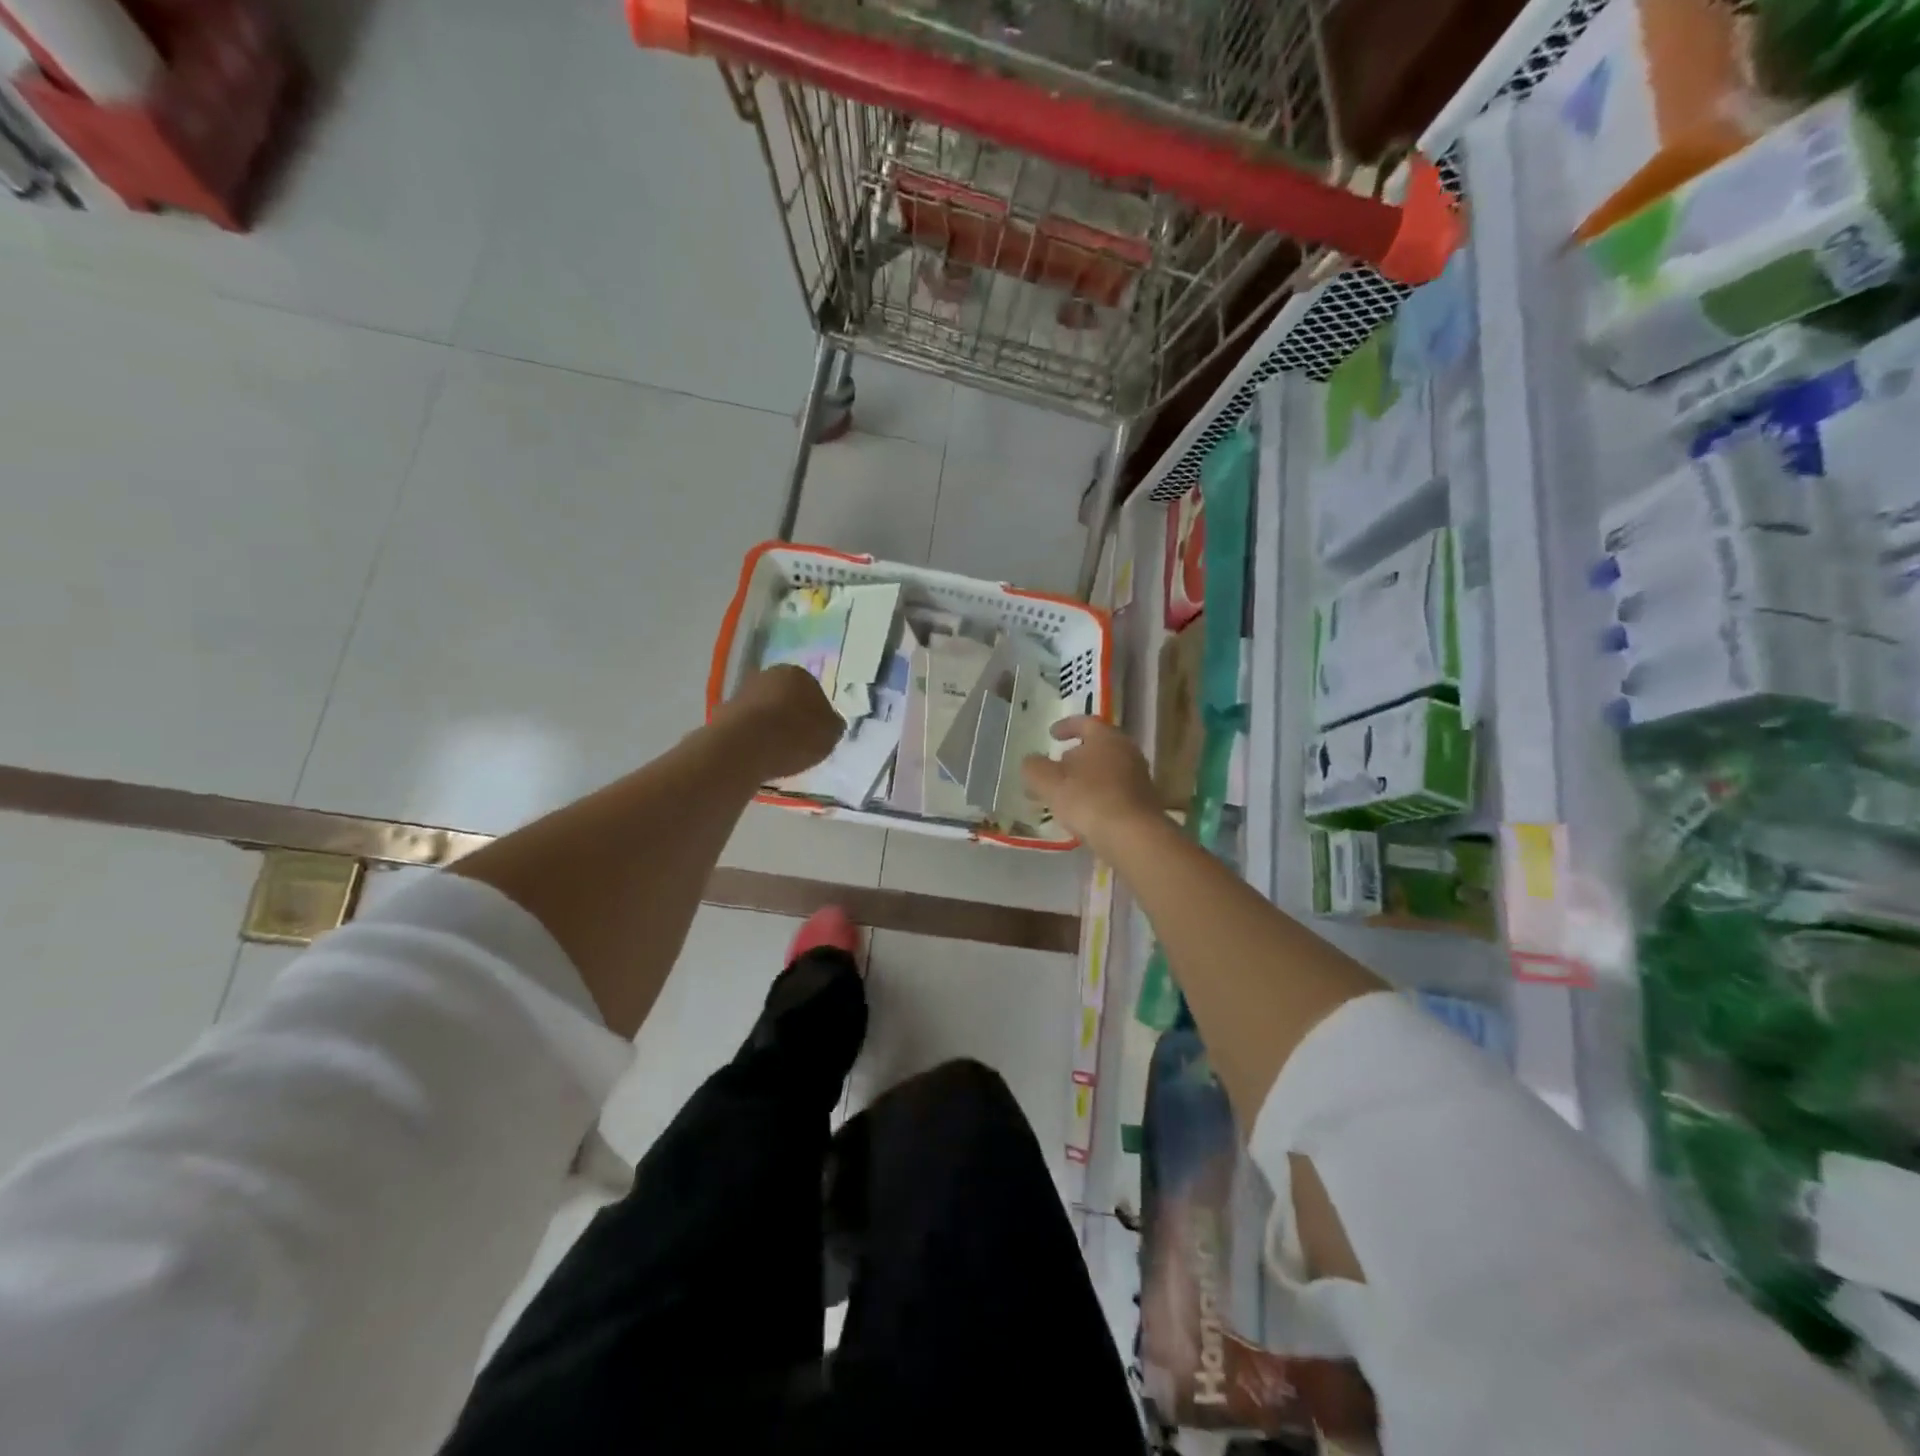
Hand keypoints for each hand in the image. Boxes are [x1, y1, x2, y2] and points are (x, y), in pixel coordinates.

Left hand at [714, 666, 844, 779]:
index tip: (817, 733)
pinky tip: (759, 755)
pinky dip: (753, 738)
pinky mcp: (724, 713)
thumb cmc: (796, 735)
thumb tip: (830, 722)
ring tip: (778, 752)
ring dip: (771, 726)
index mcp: (798, 673)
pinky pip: (747, 726)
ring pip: (765, 710)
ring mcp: (743, 693)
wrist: (745, 747)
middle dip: (791, 716)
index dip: (817, 713)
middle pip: (785, 697)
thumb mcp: (830, 734)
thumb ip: (833, 725)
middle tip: (799, 742)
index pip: (813, 690)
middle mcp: (768, 675)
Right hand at [1021, 716, 1160, 852]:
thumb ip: (1034, 768)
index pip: (1085, 722)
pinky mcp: (1141, 804)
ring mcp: (1138, 779)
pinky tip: (1081, 813)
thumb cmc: (1088, 799)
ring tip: (1062, 795)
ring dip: (1082, 780)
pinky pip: (1112, 793)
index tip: (1051, 735)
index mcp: (1106, 738)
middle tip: (1052, 769)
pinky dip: (1095, 797)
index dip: (1065, 726)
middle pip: (1096, 748)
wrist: (1133, 837)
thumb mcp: (1048, 782)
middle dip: (1072, 757)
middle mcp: (1127, 752)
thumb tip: (1031, 762)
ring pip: (1104, 772)